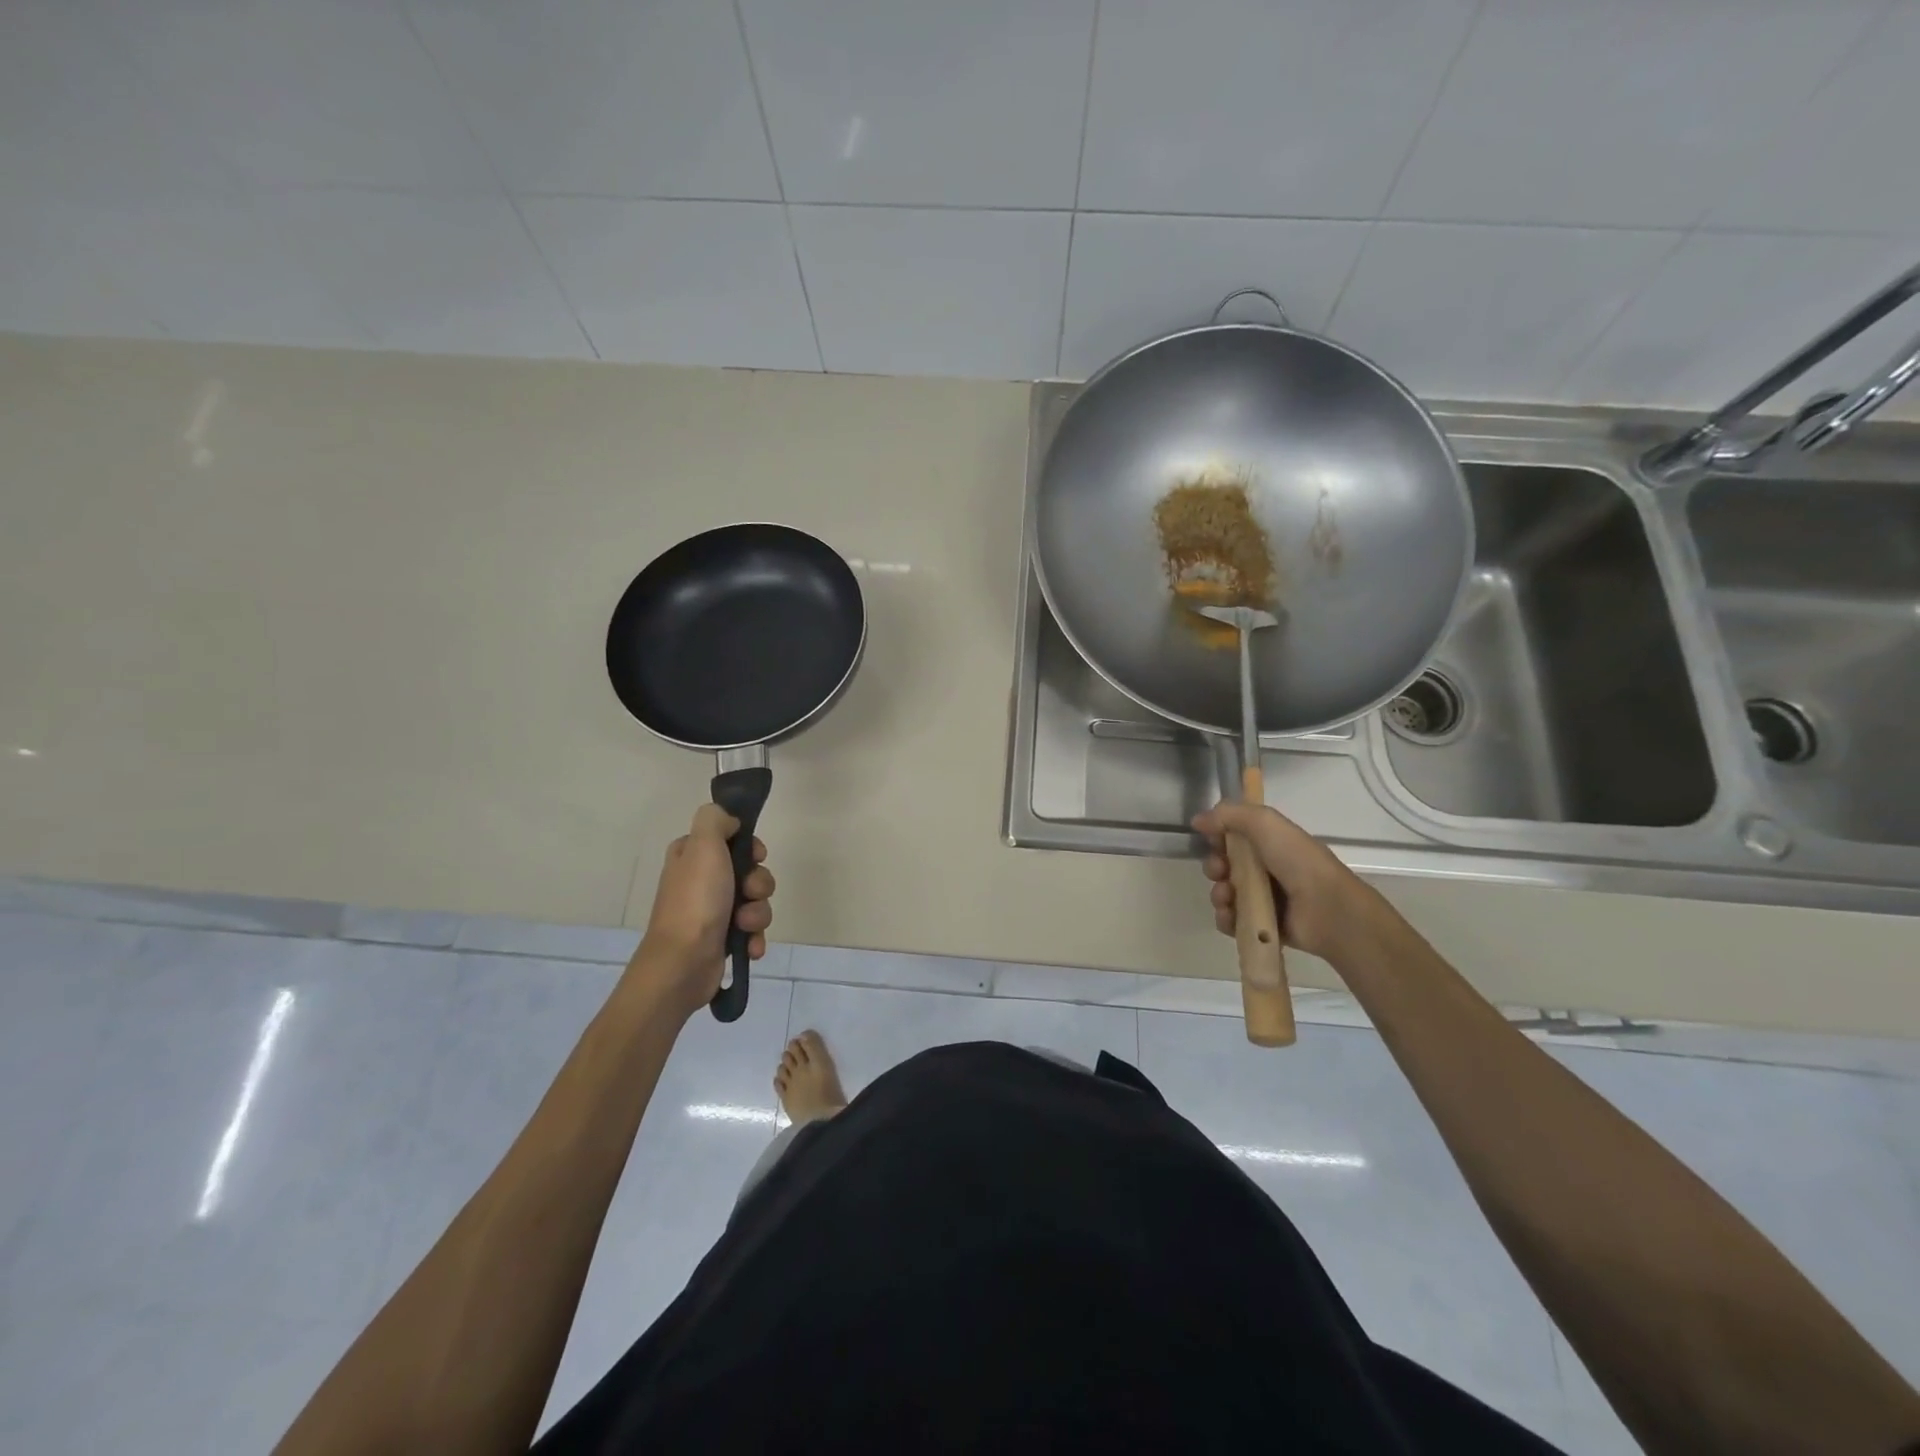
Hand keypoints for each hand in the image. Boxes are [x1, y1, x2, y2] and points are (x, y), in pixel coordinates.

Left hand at [634, 803, 774, 1017]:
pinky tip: (750, 946)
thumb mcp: (703, 845)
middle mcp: (701, 880)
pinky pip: (752, 930)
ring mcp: (712, 911)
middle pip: (749, 870)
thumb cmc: (695, 900)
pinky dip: (754, 937)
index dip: (749, 847)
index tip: (755, 855)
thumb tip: (730, 821)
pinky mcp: (722, 938)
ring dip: (758, 912)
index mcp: (691, 855)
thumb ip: (715, 819)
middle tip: (749, 892)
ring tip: (745, 925)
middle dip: (758, 883)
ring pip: (755, 901)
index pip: (731, 839)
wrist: (683, 962)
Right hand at [1193, 801, 1380, 963]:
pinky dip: (1226, 918)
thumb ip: (1229, 814)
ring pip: (1225, 894)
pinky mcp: (1262, 927)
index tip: (1213, 840)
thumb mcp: (1265, 823)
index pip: (1233, 838)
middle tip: (1221, 871)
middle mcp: (1267, 870)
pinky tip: (1231, 915)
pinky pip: (1232, 921)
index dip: (1218, 838)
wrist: (1326, 909)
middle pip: (1225, 866)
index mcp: (1270, 844)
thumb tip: (1198, 820)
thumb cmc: (1297, 861)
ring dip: (1219, 894)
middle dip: (1215, 867)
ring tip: (1228, 898)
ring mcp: (1265, 900)